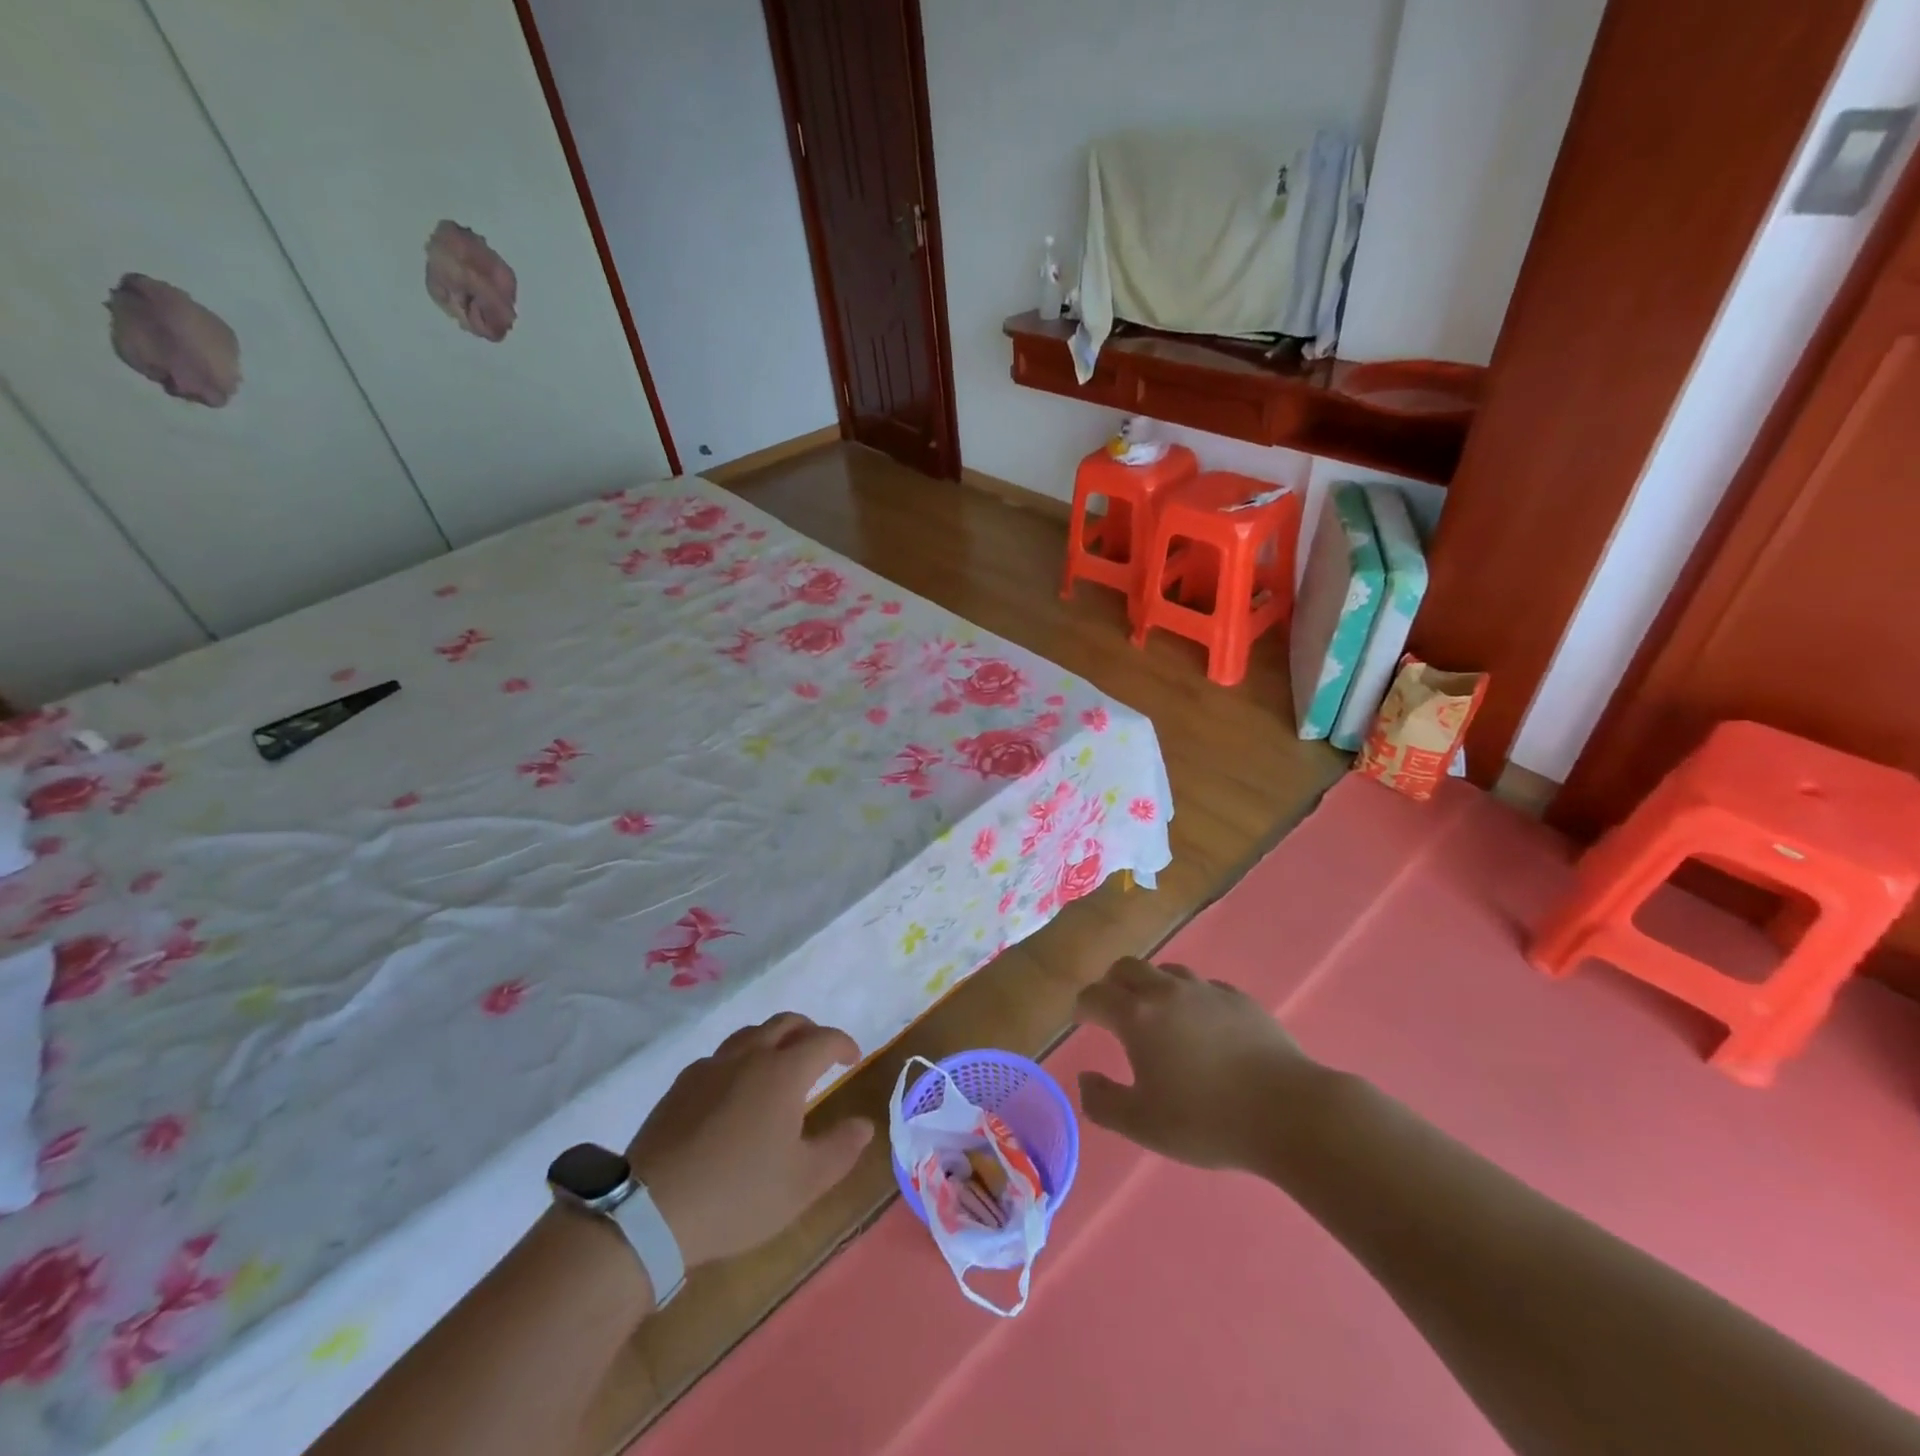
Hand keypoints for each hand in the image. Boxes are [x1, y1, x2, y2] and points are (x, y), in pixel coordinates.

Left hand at [626, 1013, 873, 1269]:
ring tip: (779, 1067)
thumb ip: (840, 1148)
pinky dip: (740, 1061)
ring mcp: (711, 1066)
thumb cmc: (738, 1194)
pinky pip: (721, 1057)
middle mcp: (750, 1056)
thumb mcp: (803, 1183)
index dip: (843, 1044)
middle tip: (820, 1055)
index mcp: (784, 1072)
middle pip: (786, 1023)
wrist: (651, 1211)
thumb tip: (864, 1124)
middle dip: (810, 1032)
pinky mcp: (682, 1084)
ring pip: (751, 1034)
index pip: (823, 1040)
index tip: (852, 1059)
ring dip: (774, 1040)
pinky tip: (736, 1093)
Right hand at [1074, 957, 1324, 1170]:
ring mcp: (1206, 990)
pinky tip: (1203, 1025)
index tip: (1083, 1020)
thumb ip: (1102, 1102)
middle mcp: (1166, 991)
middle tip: (1114, 1009)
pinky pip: (1204, 987)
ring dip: (1153, 986)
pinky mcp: (1240, 999)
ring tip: (1158, 1015)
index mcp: (1137, 1015)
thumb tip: (1085, 1078)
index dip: (1084, 1006)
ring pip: (1168, 971)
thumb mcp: (1143, 1124)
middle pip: (1128, 967)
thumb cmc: (1206, 1120)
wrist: (1288, 1112)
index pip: (1095, 995)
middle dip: (1113, 983)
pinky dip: (1191, 998)